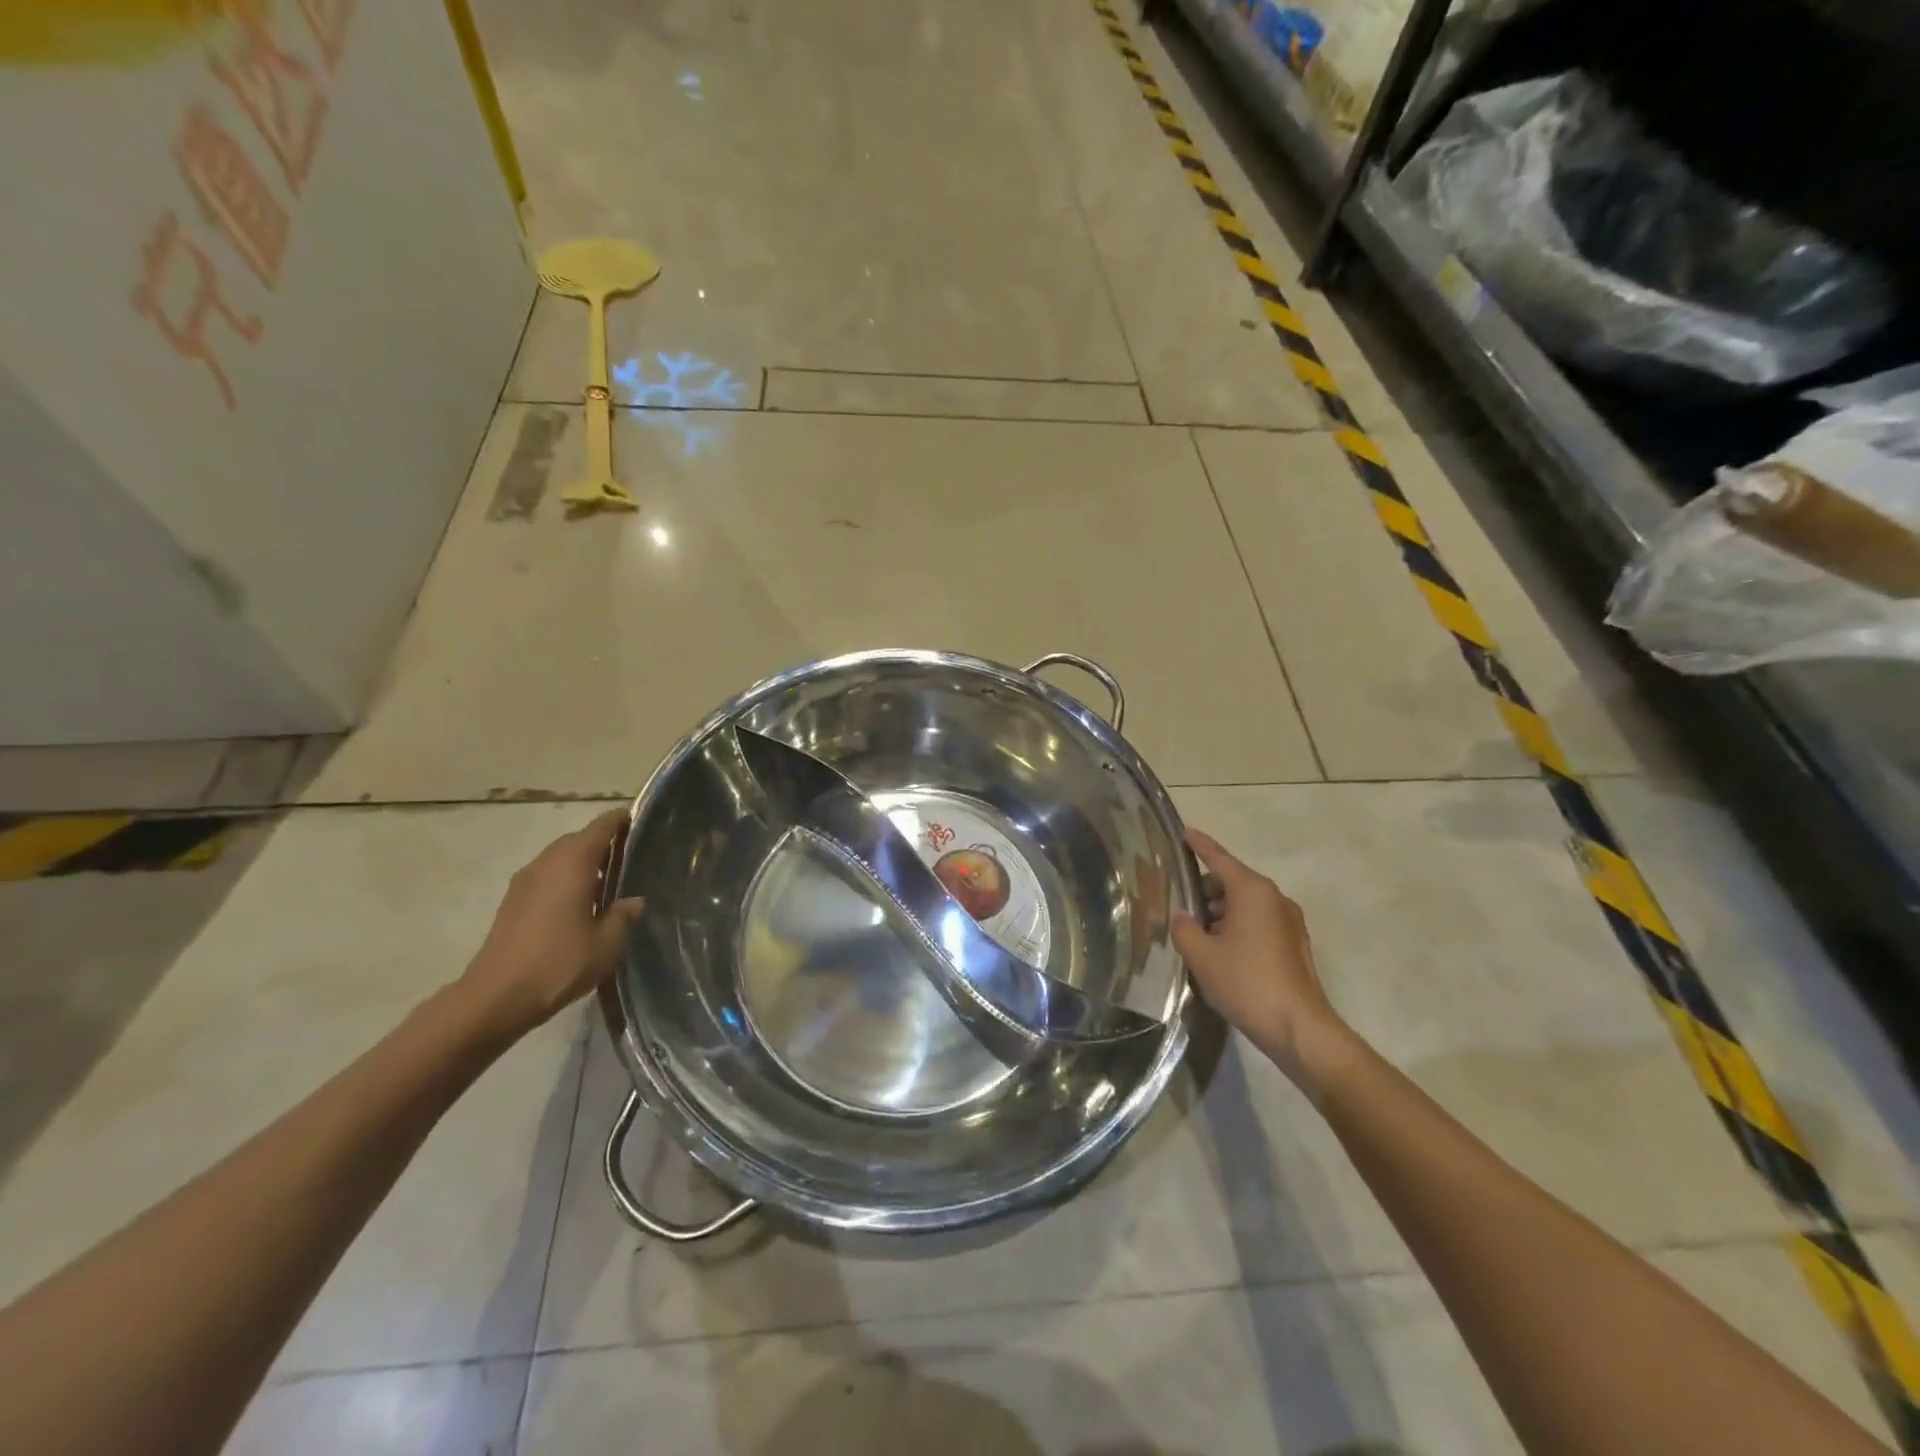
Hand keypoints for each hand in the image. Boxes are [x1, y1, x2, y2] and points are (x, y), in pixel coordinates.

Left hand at [460, 809, 645, 1038]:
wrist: (496, 997)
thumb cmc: (559, 963)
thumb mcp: (607, 943)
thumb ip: (624, 915)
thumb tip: (634, 901)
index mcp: (573, 862)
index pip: (602, 826)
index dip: (623, 820)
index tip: (642, 822)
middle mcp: (547, 862)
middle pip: (579, 839)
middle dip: (604, 843)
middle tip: (631, 858)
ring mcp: (525, 881)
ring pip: (561, 857)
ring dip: (583, 863)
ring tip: (609, 883)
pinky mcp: (513, 901)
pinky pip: (547, 876)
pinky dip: (566, 879)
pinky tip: (580, 904)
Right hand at [1172, 829, 1351, 1090]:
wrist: (1298, 1027)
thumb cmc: (1246, 982)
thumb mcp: (1201, 955)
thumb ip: (1184, 929)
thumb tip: (1181, 916)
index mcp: (1252, 891)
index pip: (1219, 858)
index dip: (1199, 845)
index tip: (1184, 831)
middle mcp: (1274, 898)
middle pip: (1233, 880)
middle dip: (1206, 888)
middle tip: (1179, 902)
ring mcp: (1289, 921)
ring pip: (1246, 904)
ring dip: (1221, 911)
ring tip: (1196, 932)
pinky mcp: (1294, 944)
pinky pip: (1259, 922)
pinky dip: (1238, 926)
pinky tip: (1220, 951)